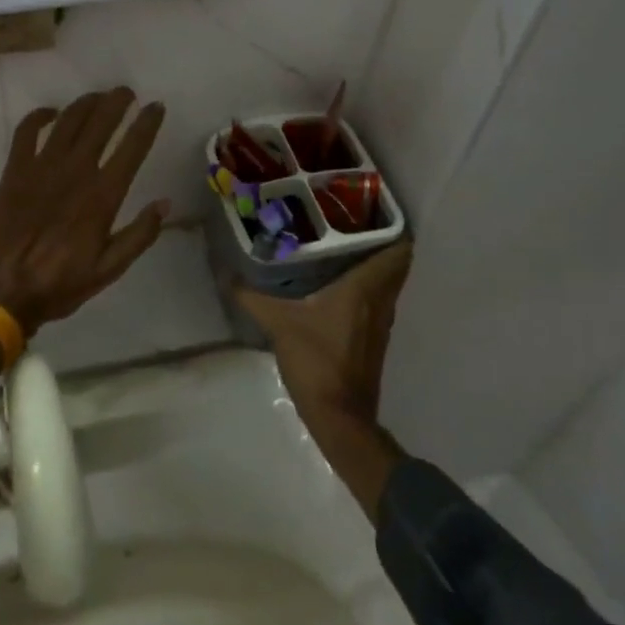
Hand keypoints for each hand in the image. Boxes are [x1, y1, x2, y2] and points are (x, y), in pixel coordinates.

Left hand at [0, 89, 169, 337]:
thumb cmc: (58, 284)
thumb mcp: (108, 270)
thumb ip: (139, 235)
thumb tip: (165, 203)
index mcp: (102, 195)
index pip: (132, 148)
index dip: (147, 123)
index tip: (156, 106)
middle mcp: (75, 171)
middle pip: (101, 122)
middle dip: (117, 101)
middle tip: (127, 92)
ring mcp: (42, 167)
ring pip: (68, 120)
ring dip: (86, 102)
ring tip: (98, 96)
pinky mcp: (14, 170)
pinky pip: (26, 131)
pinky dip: (39, 116)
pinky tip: (50, 112)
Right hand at [238, 241, 411, 518]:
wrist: (340, 418)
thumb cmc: (316, 361)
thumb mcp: (278, 323)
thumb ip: (252, 296)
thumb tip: (225, 272)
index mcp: (365, 288)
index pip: (399, 250)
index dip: (393, 226)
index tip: (372, 207)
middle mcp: (380, 301)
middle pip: (395, 263)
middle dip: (380, 240)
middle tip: (350, 220)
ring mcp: (381, 322)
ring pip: (387, 283)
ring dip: (374, 264)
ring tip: (343, 245)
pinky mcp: (374, 339)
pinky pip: (378, 300)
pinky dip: (367, 286)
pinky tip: (339, 284)